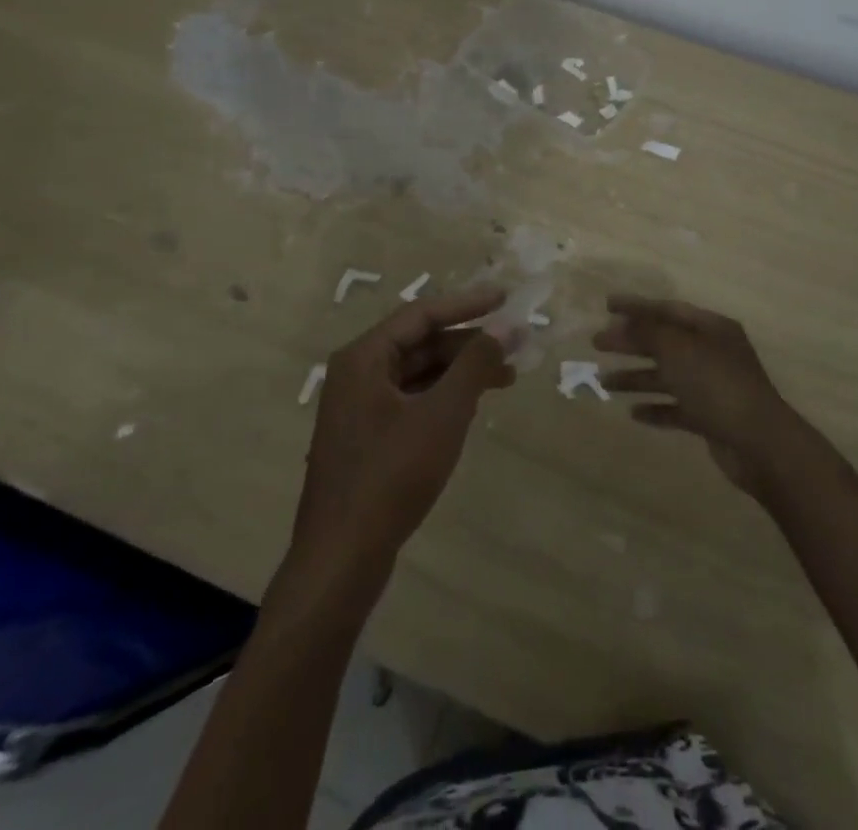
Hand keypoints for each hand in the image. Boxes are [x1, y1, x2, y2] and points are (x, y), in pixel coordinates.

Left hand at [292, 288, 515, 576]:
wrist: (341, 559)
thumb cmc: (391, 476)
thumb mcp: (442, 415)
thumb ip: (475, 365)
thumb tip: (506, 327)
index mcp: (364, 357)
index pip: (421, 314)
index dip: (467, 304)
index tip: (506, 299)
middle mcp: (357, 374)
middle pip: (420, 343)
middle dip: (469, 342)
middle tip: (516, 343)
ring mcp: (359, 408)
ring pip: (418, 373)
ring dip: (461, 371)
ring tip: (507, 377)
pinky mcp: (367, 437)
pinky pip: (412, 400)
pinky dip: (444, 397)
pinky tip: (474, 405)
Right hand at [595, 295, 807, 495]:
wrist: (759, 443)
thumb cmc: (717, 384)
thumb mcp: (678, 349)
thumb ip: (648, 332)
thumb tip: (623, 323)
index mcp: (711, 328)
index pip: (668, 309)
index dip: (637, 306)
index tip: (607, 305)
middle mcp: (712, 352)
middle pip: (664, 342)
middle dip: (630, 342)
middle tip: (596, 343)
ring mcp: (712, 386)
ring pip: (667, 376)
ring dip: (636, 377)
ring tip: (603, 381)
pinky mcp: (710, 418)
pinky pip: (676, 408)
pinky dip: (655, 408)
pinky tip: (633, 413)